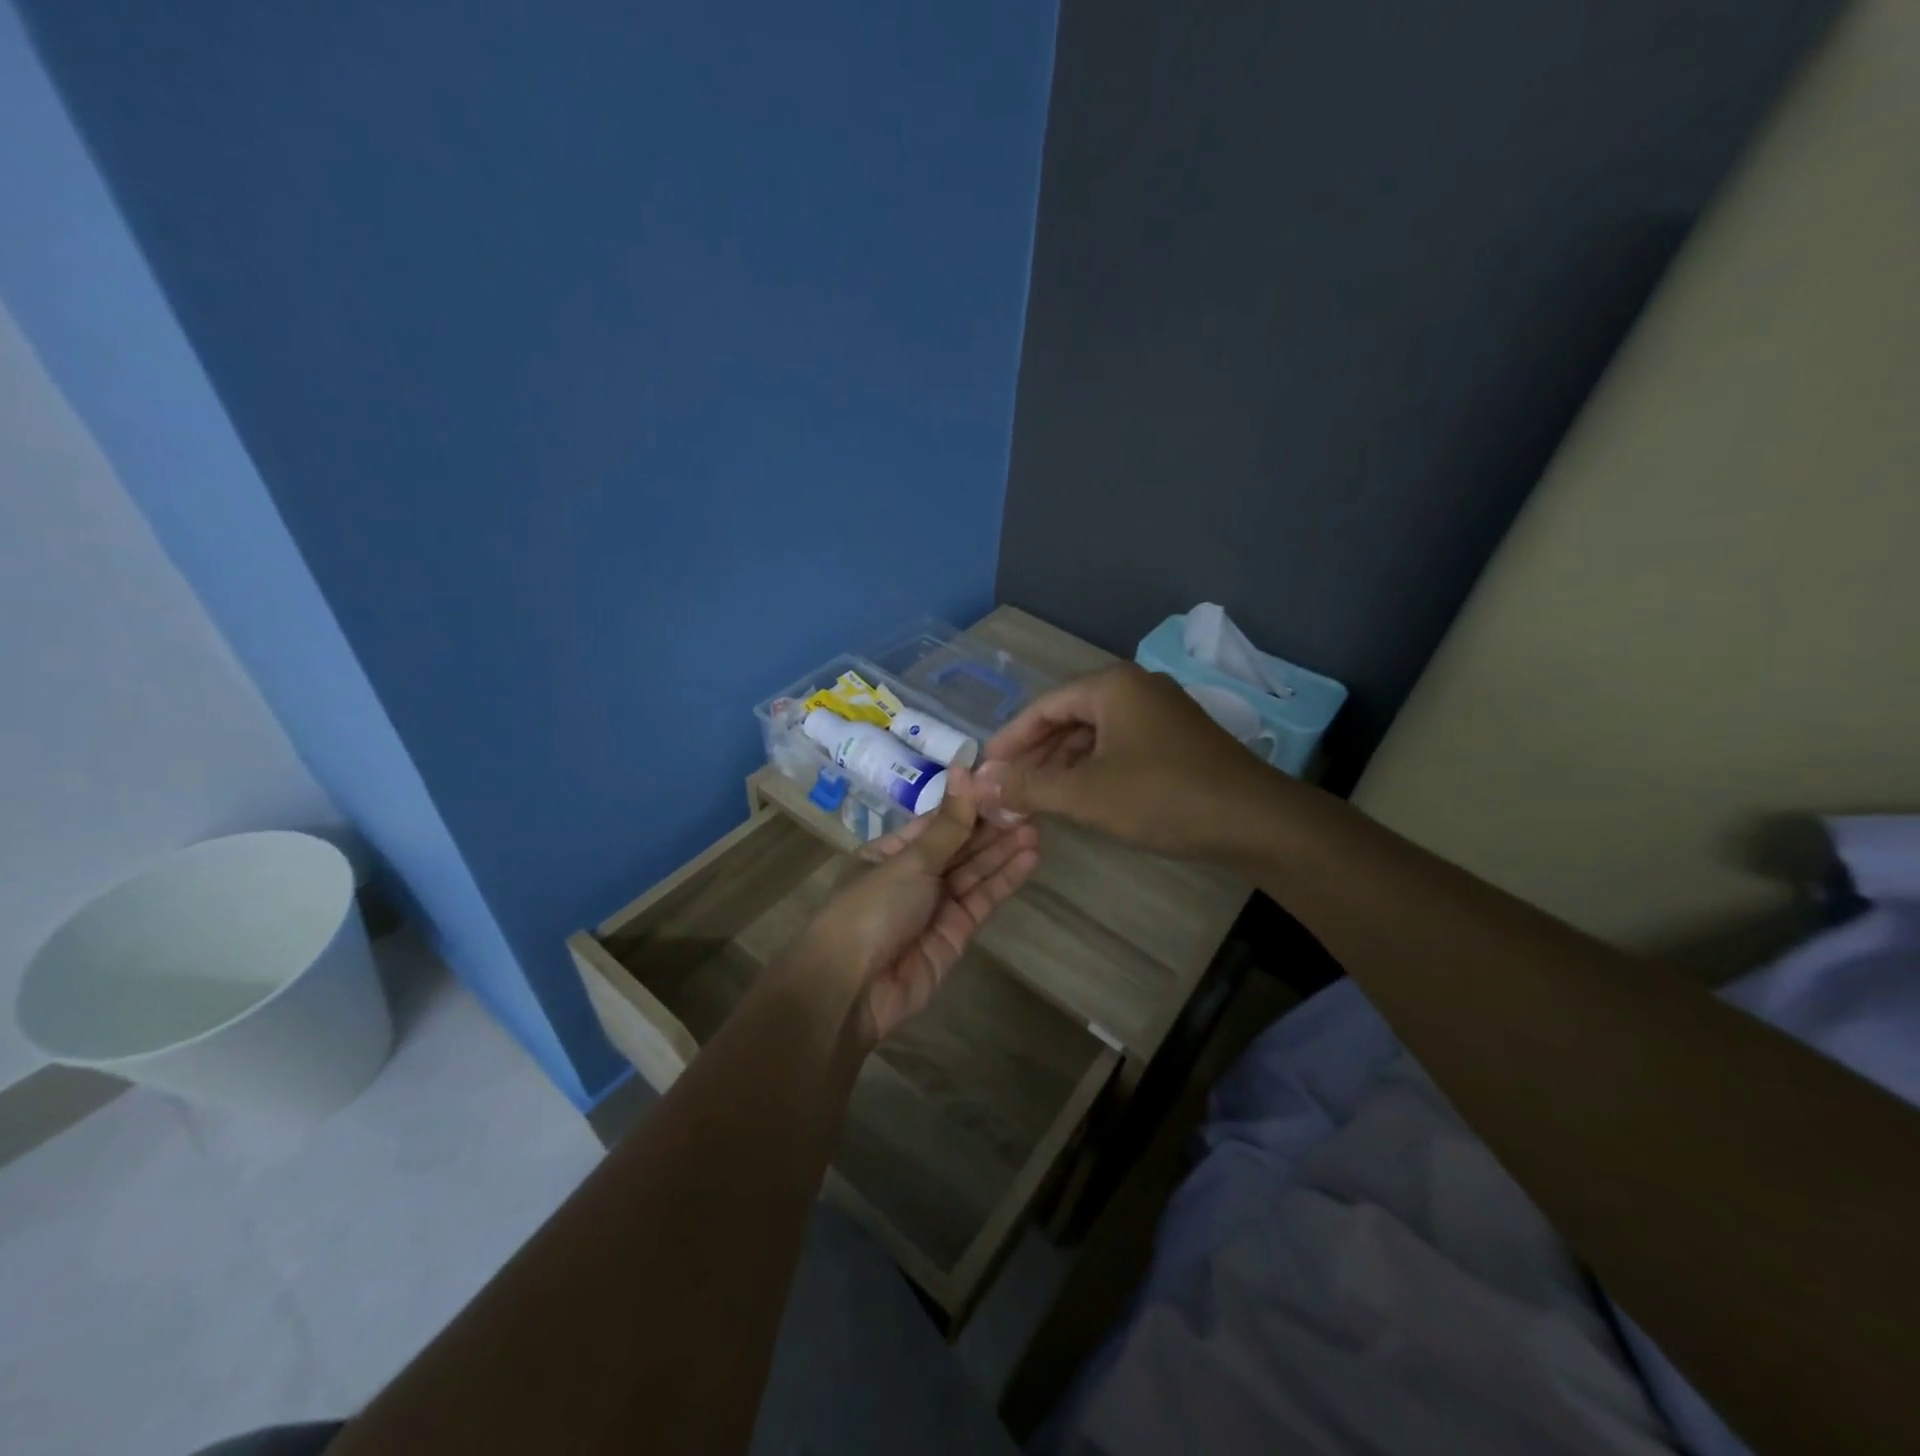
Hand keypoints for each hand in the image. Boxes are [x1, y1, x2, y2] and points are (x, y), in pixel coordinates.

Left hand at [796, 765, 1040, 1044]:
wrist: (852, 989)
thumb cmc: (871, 909)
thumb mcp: (909, 861)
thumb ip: (947, 824)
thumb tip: (965, 770)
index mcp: (890, 852)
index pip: (937, 822)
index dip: (968, 804)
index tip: (1003, 784)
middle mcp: (913, 876)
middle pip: (958, 846)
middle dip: (991, 827)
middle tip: (1030, 805)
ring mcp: (935, 906)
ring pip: (974, 872)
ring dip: (1003, 851)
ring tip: (1037, 827)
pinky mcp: (956, 934)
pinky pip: (982, 900)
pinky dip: (1004, 880)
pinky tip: (1029, 857)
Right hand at [975, 663, 1295, 863]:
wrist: (1255, 821)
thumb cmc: (1162, 797)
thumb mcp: (1085, 794)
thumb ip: (1028, 786)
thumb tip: (979, 783)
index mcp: (1111, 686)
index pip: (1042, 706)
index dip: (1009, 740)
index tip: (984, 770)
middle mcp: (1135, 688)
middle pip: (1068, 717)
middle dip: (1035, 755)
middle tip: (1006, 787)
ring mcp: (1161, 712)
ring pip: (1094, 734)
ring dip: (1062, 764)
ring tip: (1035, 797)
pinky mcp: (1177, 738)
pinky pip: (1119, 746)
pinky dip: (1093, 769)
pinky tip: (1079, 796)